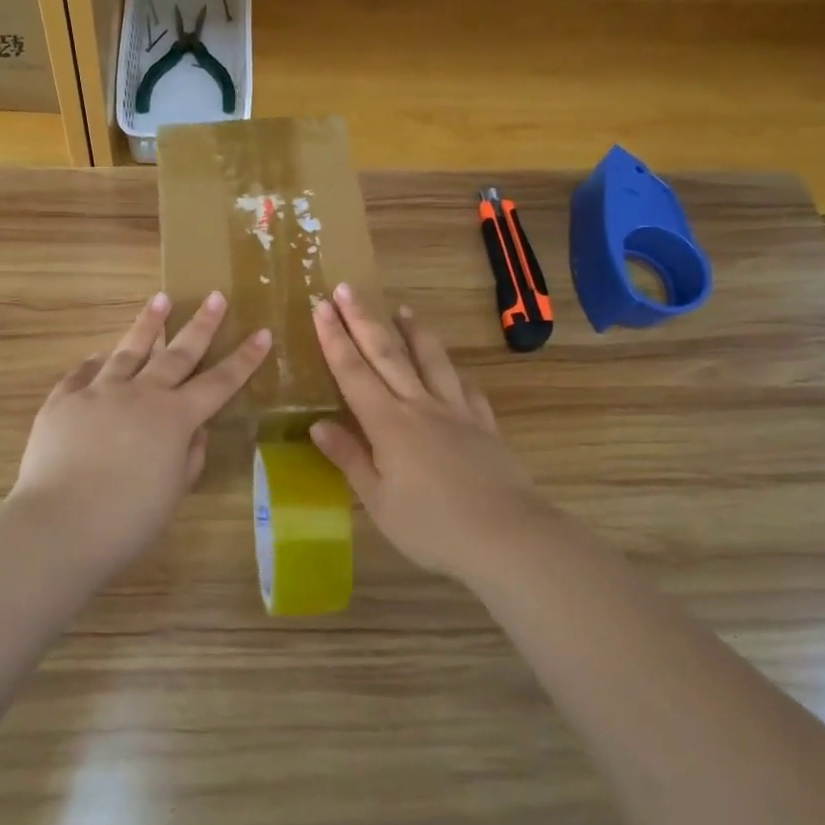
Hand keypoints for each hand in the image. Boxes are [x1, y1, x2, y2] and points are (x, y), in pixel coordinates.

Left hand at [10, 291, 270, 570]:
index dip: (244, 358)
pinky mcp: (63, 400)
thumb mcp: (173, 491)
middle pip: (177, 353)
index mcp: (175, 418)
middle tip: (215, 296)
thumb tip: (195, 431)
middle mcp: (141, 394)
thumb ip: (189, 456)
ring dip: (148, 324)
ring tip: (161, 299)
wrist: (60, 523)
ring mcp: (99, 392)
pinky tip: (100, 354)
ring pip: (129, 350)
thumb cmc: (127, 519)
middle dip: (201, 324)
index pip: (219, 382)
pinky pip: (82, 373)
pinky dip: (95, 363)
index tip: (262, 332)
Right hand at [309, 284, 540, 583]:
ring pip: (431, 360)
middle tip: (346, 288)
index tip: (321, 307)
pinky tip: (453, 368)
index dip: (334, 338)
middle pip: (387, 353)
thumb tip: (317, 425)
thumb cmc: (432, 526)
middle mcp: (420, 405)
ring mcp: (456, 411)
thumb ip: (349, 458)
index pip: (353, 372)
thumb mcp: (378, 501)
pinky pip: (466, 388)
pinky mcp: (484, 424)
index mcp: (388, 424)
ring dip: (413, 331)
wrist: (507, 537)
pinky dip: (454, 372)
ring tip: (402, 309)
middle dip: (363, 319)